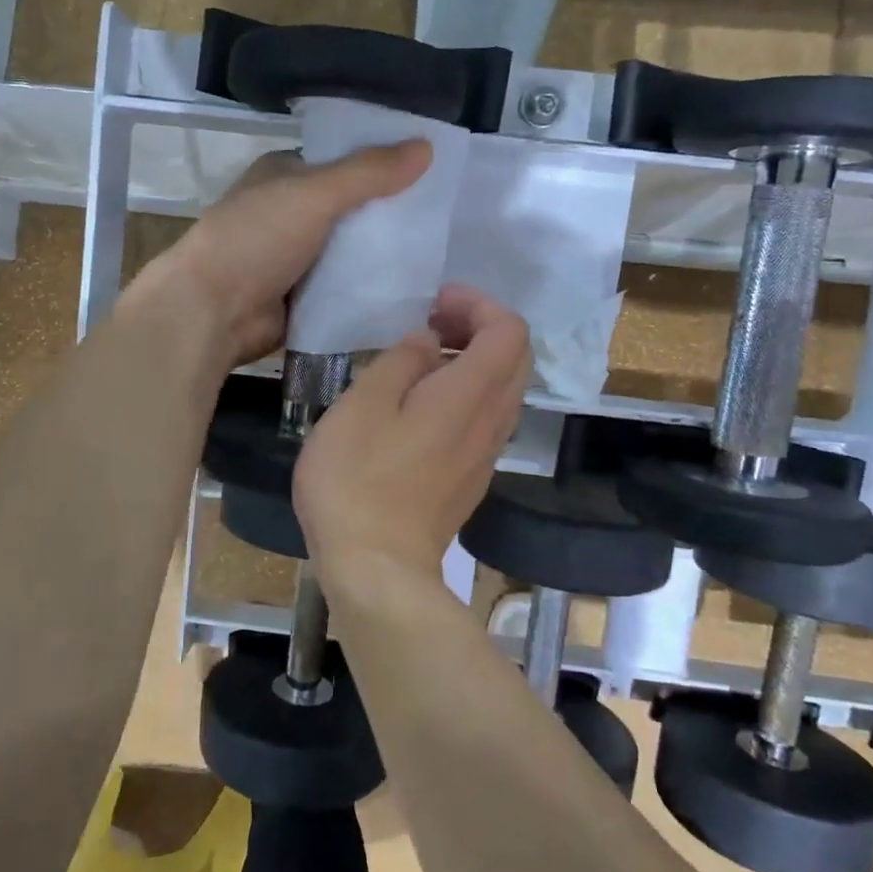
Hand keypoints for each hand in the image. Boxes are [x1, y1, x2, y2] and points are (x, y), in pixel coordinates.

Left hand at [132, 142, 430, 367]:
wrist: (213, 311)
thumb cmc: (256, 239)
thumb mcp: (315, 194)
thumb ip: (369, 173)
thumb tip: (427, 146)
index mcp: (285, 176)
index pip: (342, 161)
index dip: (381, 162)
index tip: (430, 168)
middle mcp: (290, 213)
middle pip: (351, 208)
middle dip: (389, 212)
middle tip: (443, 215)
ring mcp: (295, 258)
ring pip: (351, 250)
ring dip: (383, 253)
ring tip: (437, 250)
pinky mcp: (302, 297)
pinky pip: (345, 288)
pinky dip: (370, 288)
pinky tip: (411, 288)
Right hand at [294, 283, 531, 593]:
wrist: (376, 568)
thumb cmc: (357, 479)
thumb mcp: (363, 405)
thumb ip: (400, 362)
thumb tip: (428, 342)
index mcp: (469, 395)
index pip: (508, 330)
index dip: (478, 303)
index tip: (435, 303)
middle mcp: (491, 421)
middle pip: (515, 357)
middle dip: (479, 327)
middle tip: (431, 324)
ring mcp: (486, 454)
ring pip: (504, 390)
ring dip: (474, 361)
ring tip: (423, 359)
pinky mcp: (472, 479)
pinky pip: (487, 419)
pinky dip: (467, 393)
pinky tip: (422, 406)